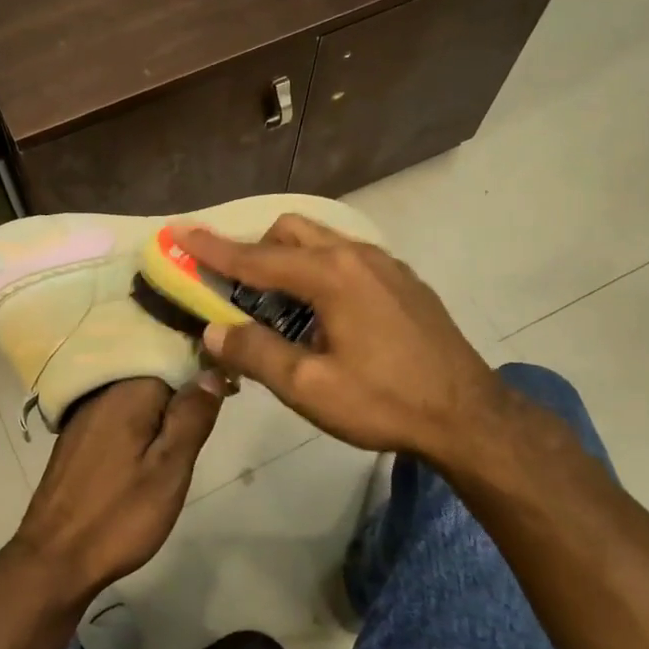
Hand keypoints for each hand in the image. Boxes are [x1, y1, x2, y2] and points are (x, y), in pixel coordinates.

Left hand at [4, 376, 224, 609]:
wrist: (54, 558)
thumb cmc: (119, 515)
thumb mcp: (170, 470)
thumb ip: (192, 417)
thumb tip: (213, 372)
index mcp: (128, 392)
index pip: (175, 359)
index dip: (203, 377)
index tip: (227, 398)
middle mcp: (102, 392)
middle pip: (153, 377)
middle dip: (179, 396)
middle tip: (199, 433)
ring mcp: (84, 414)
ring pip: (134, 398)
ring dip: (157, 413)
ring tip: (176, 445)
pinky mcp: (75, 436)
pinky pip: (115, 415)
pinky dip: (134, 426)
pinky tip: (142, 453)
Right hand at [174, 216, 510, 481]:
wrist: (470, 416)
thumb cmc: (385, 402)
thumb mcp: (310, 387)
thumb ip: (255, 353)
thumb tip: (212, 330)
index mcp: (330, 275)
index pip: (255, 257)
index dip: (212, 247)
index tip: (178, 231)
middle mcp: (356, 255)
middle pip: (289, 231)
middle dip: (254, 250)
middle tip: (236, 291)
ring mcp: (384, 264)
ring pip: (320, 240)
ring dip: (287, 261)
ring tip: (278, 307)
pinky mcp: (401, 280)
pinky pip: (345, 257)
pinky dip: (317, 270)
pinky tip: (323, 314)